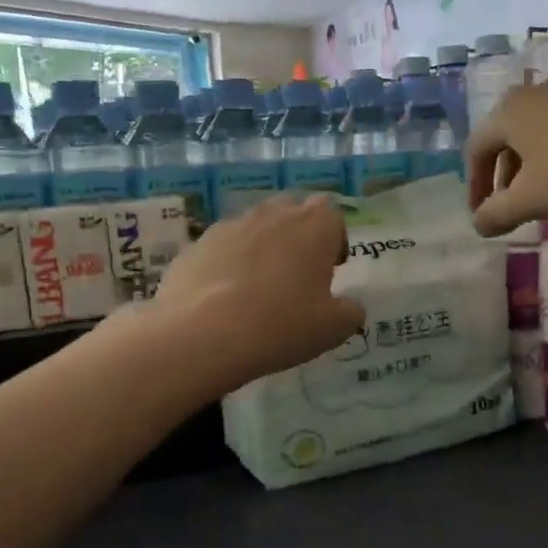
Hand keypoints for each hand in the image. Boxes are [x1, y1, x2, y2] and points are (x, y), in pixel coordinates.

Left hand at [149, 195, 366, 393]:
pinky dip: (229, 265)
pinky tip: (226, 300)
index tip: (331, 268)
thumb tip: (350, 306)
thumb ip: (350, 311)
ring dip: (263, 249)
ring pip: (255, 228)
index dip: (334, 239)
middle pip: (292, 213)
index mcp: (313, 225)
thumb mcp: (333, 328)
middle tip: (298, 275)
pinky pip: (223, 248)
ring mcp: (230, 226)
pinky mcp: (196, 244)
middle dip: (298, 237)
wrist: (202, 334)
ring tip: (259, 290)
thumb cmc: (281, 325)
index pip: (331, 214)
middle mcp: (272, 214)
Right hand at [465, 76, 547, 236]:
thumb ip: (498, 214)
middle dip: (504, 176)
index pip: (476, 150)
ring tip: (544, 193)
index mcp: (507, 113)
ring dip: (530, 165)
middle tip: (511, 207)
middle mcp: (531, 93)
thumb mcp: (532, 199)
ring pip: (535, 131)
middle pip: (505, 138)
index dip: (475, 186)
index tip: (482, 215)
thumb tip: (478, 224)